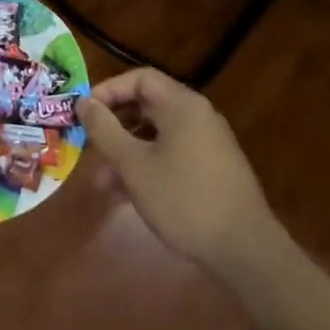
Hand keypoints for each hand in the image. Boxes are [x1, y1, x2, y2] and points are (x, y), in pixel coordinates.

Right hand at [77, 68, 283, 277]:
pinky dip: (148, 164)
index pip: (139, 78)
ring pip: (158, 134)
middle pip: (148, 105)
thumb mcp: (134, 165)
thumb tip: (83, 102)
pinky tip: (128, 194)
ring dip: (128, 150)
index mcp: (182, 105)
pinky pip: (172, 154)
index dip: (108, 90)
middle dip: (115, 124)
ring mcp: (209, 143)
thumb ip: (105, 130)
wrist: (246, 250)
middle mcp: (198, 115)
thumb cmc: (184, 199)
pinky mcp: (213, 169)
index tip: (84, 113)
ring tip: (102, 179)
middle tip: (89, 144)